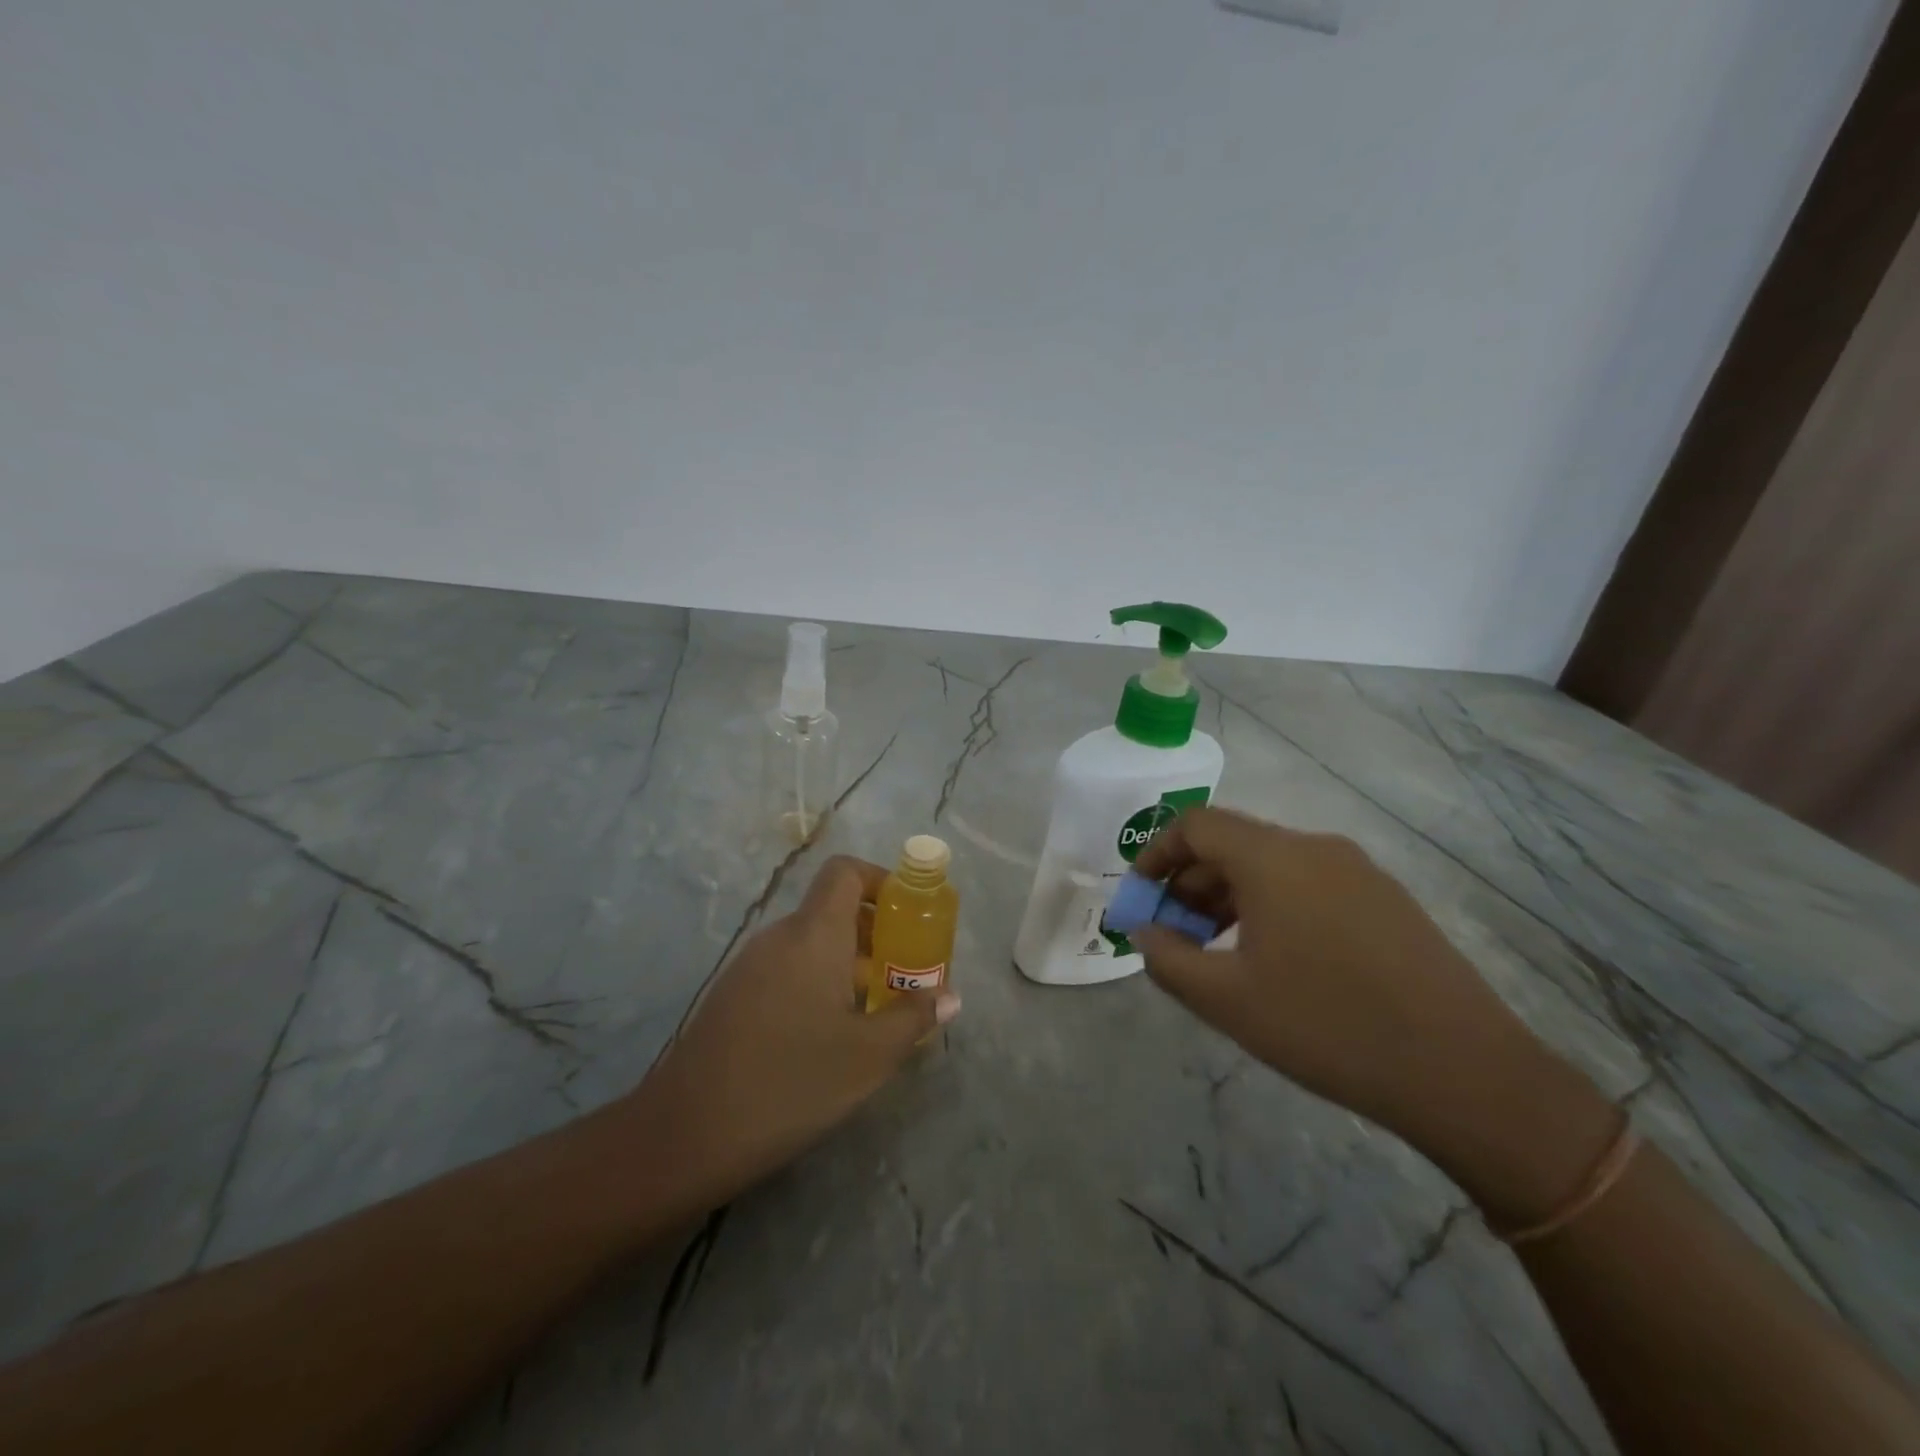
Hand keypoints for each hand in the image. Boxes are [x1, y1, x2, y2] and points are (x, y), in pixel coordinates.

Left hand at [623, 856, 961, 1205]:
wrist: (686, 1134)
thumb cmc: (792, 1081)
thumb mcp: (869, 1055)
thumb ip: (914, 1017)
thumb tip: (950, 996)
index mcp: (813, 933)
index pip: (845, 872)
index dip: (881, 881)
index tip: (908, 918)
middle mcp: (779, 937)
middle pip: (832, 910)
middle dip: (876, 934)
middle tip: (905, 975)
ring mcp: (750, 966)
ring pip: (810, 945)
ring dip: (848, 964)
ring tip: (876, 1011)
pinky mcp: (733, 997)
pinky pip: (787, 970)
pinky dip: (818, 983)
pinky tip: (830, 1036)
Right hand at [1133, 808, 1558, 1149]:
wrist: (1465, 1072)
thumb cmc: (1327, 1026)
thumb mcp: (1226, 1000)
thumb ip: (1167, 958)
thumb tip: (1146, 931)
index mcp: (1273, 858)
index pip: (1196, 824)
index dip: (1156, 853)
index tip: (1140, 897)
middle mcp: (1315, 848)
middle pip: (1233, 844)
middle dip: (1190, 883)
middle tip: (1173, 934)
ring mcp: (1359, 871)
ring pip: (1272, 865)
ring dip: (1229, 897)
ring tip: (1215, 950)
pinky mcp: (1387, 900)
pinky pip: (1309, 884)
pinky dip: (1271, 906)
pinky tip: (1274, 959)